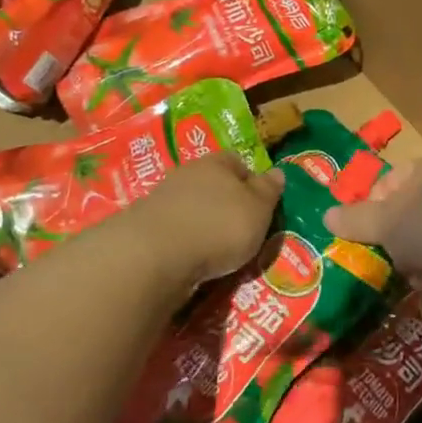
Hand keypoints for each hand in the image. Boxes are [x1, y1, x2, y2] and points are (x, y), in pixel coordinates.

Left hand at [138, 154, 284, 286]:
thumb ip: (268, 191)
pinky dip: (184, 242)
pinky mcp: (144, 227)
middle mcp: (187, 173)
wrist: (155, 254)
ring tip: (217, 251)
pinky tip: (192, 259)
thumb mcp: (258, 210)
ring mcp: (162, 199)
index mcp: (217, 163)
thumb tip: (277, 172)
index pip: (238, 163)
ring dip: (203, 224)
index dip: (251, 181)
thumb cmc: (218, 225)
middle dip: (225, 203)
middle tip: (241, 230)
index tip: (260, 205)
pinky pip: (174, 231)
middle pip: (212, 184)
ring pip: (191, 207)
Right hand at [324, 159, 421, 309]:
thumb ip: (355, 219)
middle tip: (386, 260)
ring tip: (416, 279)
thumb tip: (325, 215)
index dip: (374, 204)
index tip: (362, 228)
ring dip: (418, 269)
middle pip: (411, 220)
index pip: (392, 180)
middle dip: (397, 245)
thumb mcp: (383, 220)